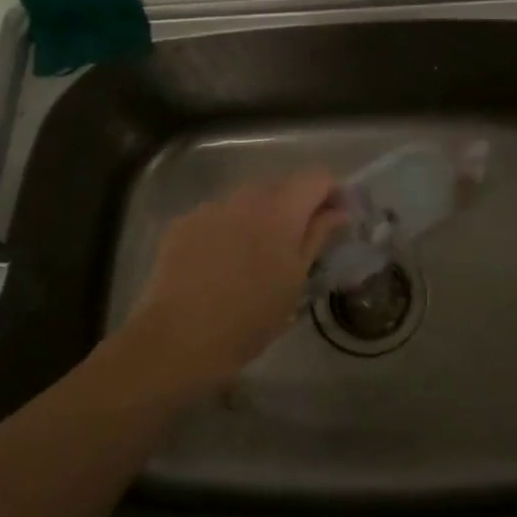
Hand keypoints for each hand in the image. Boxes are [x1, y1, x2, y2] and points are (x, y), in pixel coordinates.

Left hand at [114, 170, 346, 401]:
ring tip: (253, 259)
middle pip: (280, 187)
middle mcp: (245, 195)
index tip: (334, 221)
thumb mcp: (295, 280)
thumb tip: (338, 212)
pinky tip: (219, 265)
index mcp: (281, 208)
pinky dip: (226, 231)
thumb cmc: (250, 317)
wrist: (178, 339)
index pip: (317, 177)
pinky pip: (216, 216)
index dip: (331, 193)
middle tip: (295, 247)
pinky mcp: (183, 222)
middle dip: (294, 208)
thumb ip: (318, 236)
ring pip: (246, 202)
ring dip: (257, 219)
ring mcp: (210, 206)